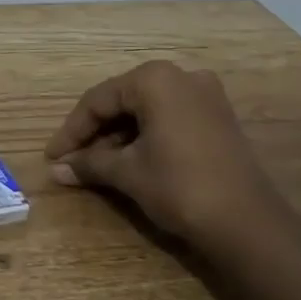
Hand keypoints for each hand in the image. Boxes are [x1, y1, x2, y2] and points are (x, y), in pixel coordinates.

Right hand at [44, 61, 282, 250]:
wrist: (248, 223)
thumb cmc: (179, 186)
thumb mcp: (127, 173)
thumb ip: (90, 163)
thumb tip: (56, 168)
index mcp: (154, 79)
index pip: (99, 100)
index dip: (72, 130)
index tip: (53, 157)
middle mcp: (180, 76)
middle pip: (123, 101)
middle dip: (95, 133)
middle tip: (72, 160)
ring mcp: (205, 95)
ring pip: (147, 110)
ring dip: (119, 137)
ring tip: (97, 166)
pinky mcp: (219, 118)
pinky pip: (169, 118)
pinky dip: (146, 137)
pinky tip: (130, 161)